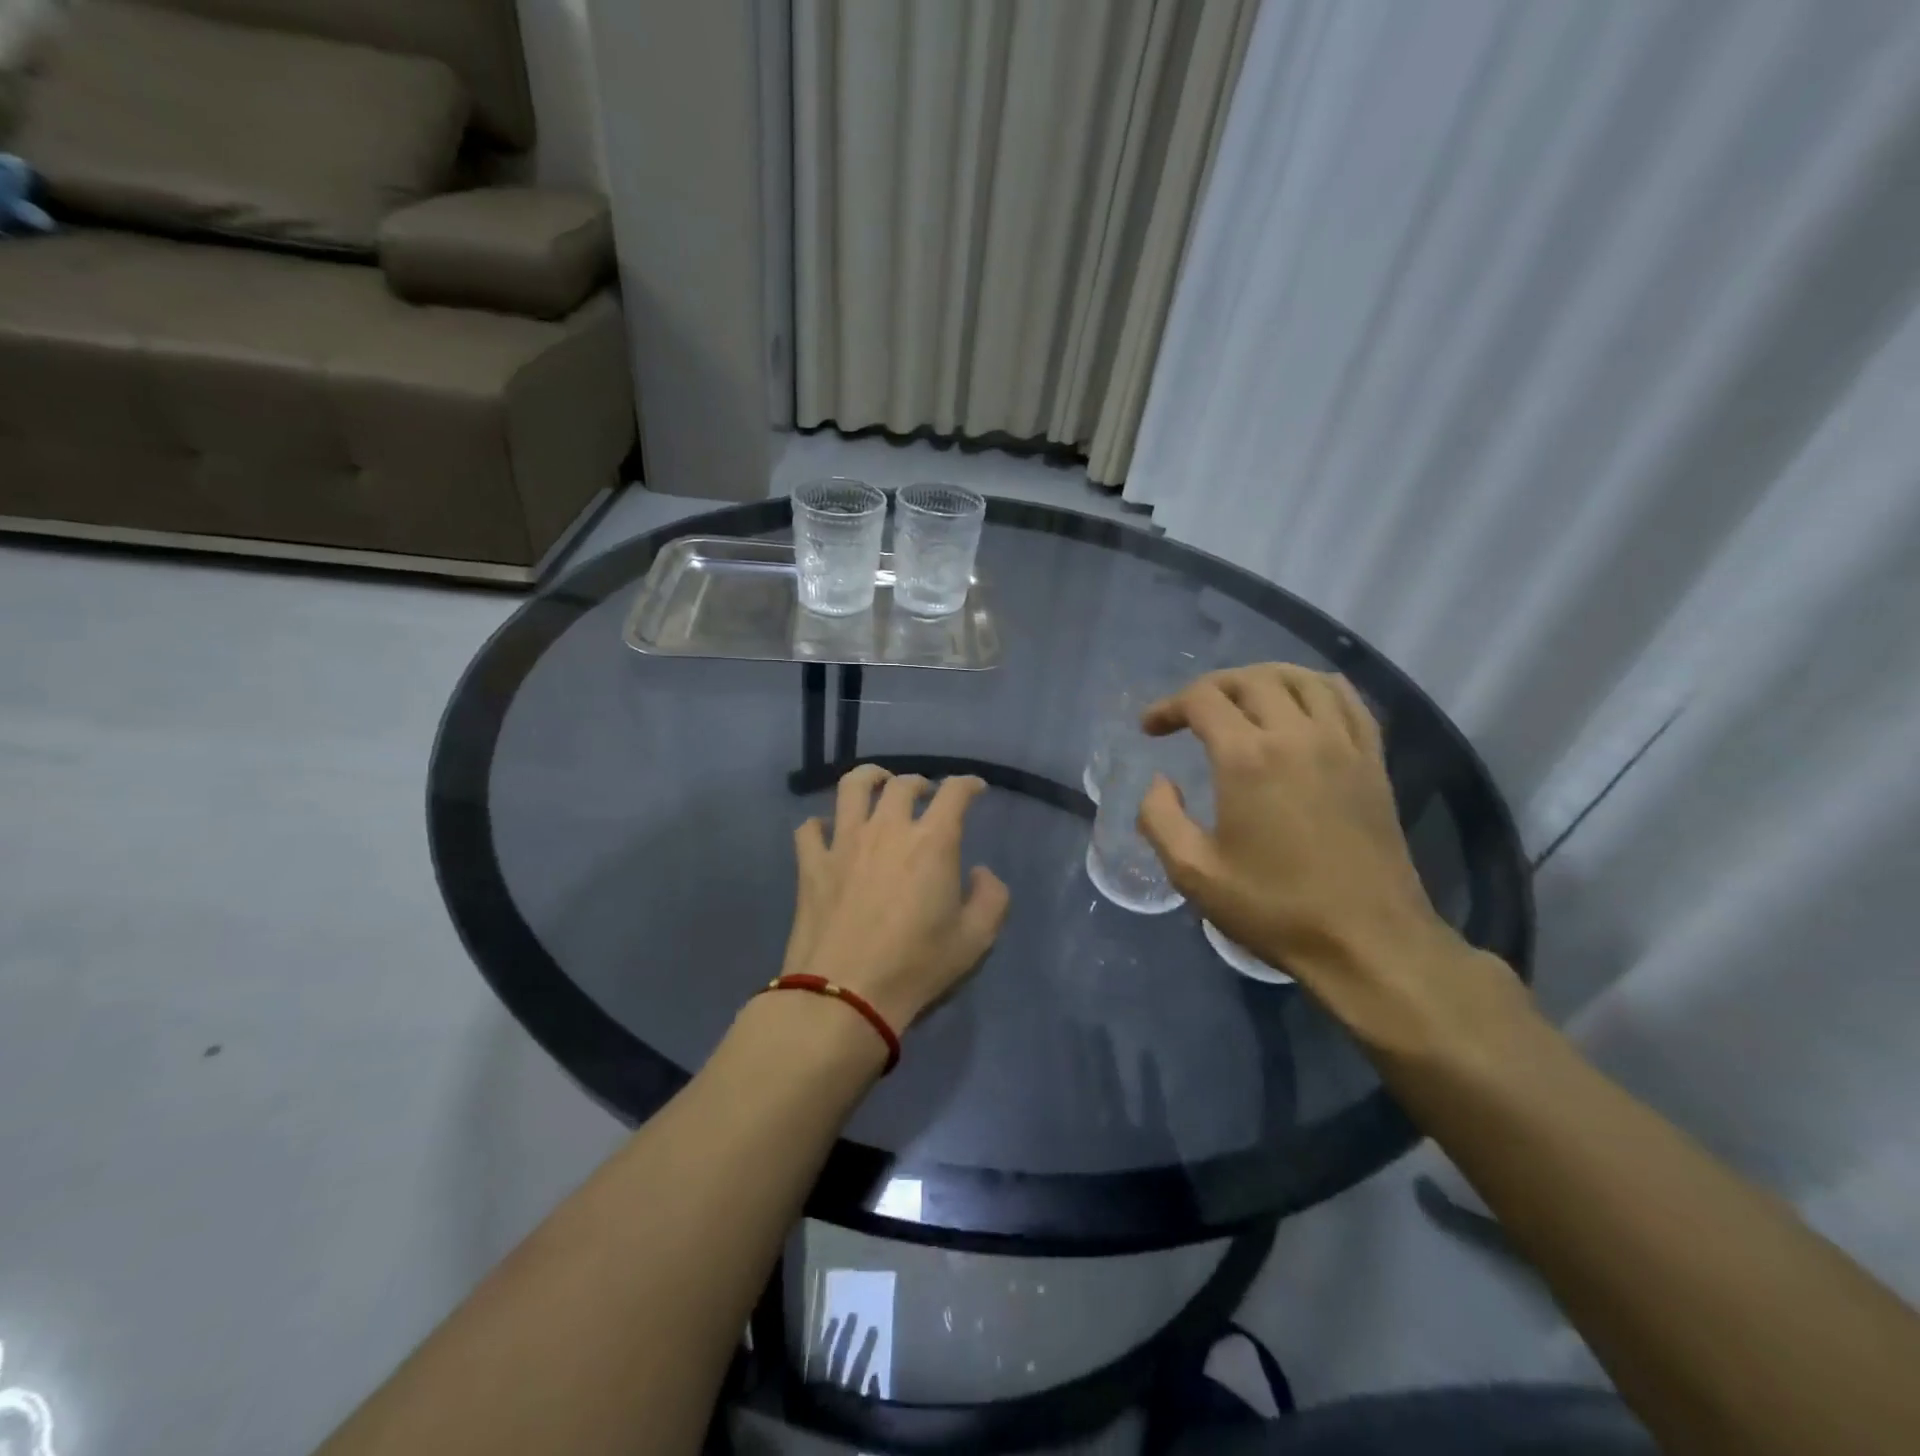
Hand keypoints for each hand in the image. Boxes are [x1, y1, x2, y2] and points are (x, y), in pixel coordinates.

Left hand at [783, 766, 1009, 1031]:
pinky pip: (810, 828)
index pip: (954, 792)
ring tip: (878, 784)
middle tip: (926, 794)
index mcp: (932, 842)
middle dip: (919, 782)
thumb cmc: (917, 967)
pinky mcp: (811, 864)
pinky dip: (821, 824)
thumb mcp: (976, 940)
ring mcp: (844, 843)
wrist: (845, 996)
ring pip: (852, 787)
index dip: (968, 784)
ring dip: (870, 778)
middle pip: (902, 783)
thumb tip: (979, 873)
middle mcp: (887, 829)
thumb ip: (992, 898)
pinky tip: (829, 833)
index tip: (974, 788)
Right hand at [1136, 664, 1520, 1054]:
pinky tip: (1302, 705)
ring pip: (1302, 678)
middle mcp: (1297, 734)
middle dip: (1211, 687)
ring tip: (1242, 700)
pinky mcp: (1373, 760)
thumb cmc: (1274, 908)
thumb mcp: (1194, 873)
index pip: (1203, 699)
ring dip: (1262, 679)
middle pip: (1250, 679)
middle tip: (1190, 715)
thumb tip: (1159, 783)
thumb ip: (1160, 818)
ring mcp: (1342, 743)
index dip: (1168, 706)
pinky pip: (1347, 699)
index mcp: (1248, 758)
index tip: (1151, 729)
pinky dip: (1315, 688)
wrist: (1368, 942)